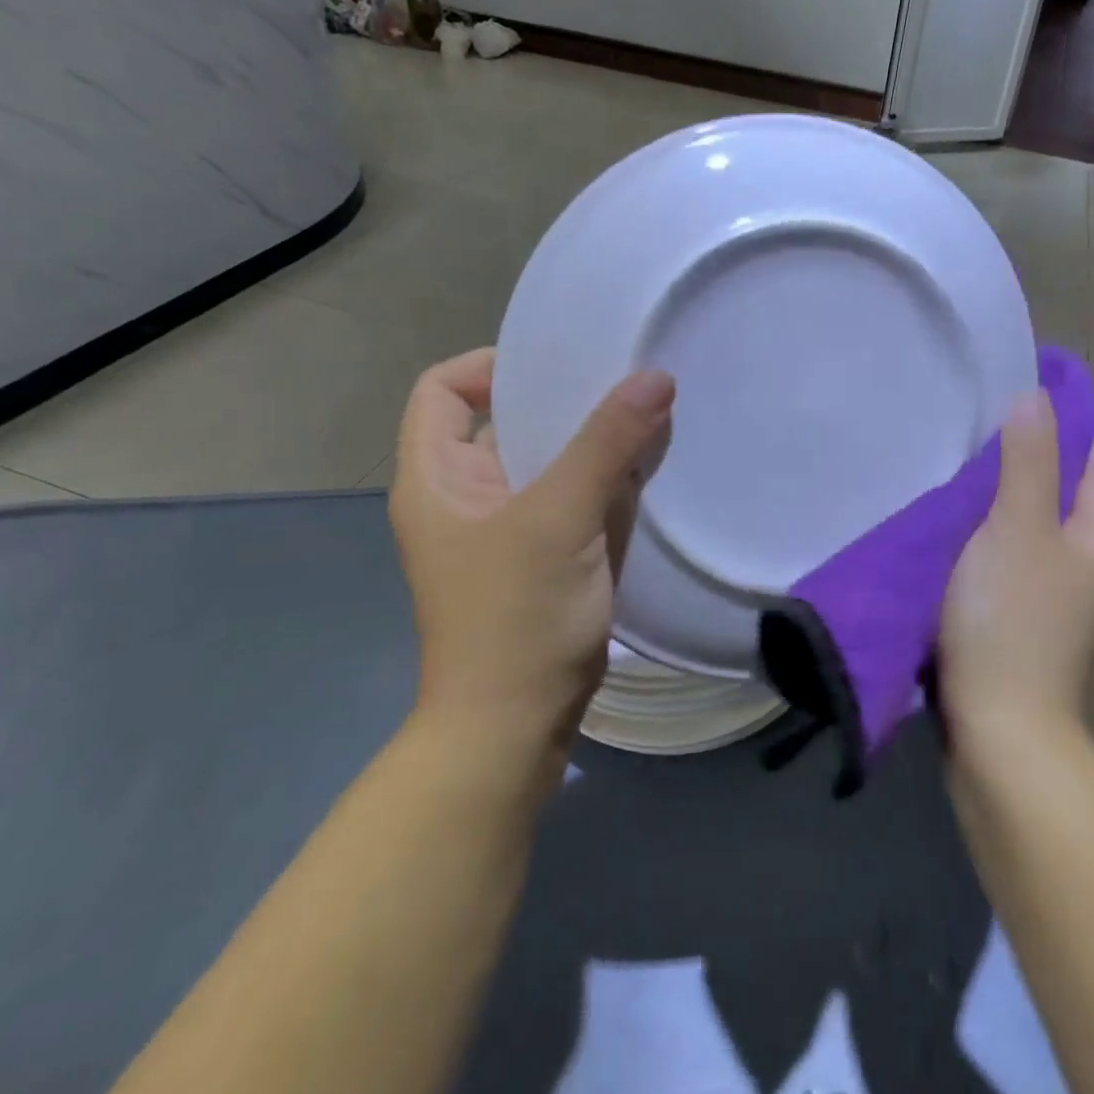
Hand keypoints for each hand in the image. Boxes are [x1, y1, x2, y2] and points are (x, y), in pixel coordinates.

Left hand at [387, 349, 675, 763]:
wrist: (515, 727)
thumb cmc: (516, 616)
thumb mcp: (560, 518)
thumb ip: (608, 444)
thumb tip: (655, 376)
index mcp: (438, 477)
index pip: (445, 389)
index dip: (492, 365)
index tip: (559, 366)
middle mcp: (467, 495)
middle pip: (508, 422)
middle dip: (565, 402)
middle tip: (626, 381)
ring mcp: (508, 529)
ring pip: (550, 463)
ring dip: (595, 443)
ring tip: (649, 416)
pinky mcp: (545, 557)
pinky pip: (575, 500)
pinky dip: (607, 483)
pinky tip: (650, 470)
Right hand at [938, 390, 1093, 752]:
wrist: (996, 732)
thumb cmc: (1011, 619)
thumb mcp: (1018, 527)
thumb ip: (1028, 461)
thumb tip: (1036, 396)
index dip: (1063, 432)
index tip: (1013, 406)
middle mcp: (1084, 569)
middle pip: (1058, 498)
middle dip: (1019, 465)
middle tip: (967, 436)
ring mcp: (1050, 601)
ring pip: (1023, 532)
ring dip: (991, 506)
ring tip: (946, 474)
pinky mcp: (1014, 624)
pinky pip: (998, 564)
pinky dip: (975, 544)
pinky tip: (939, 533)